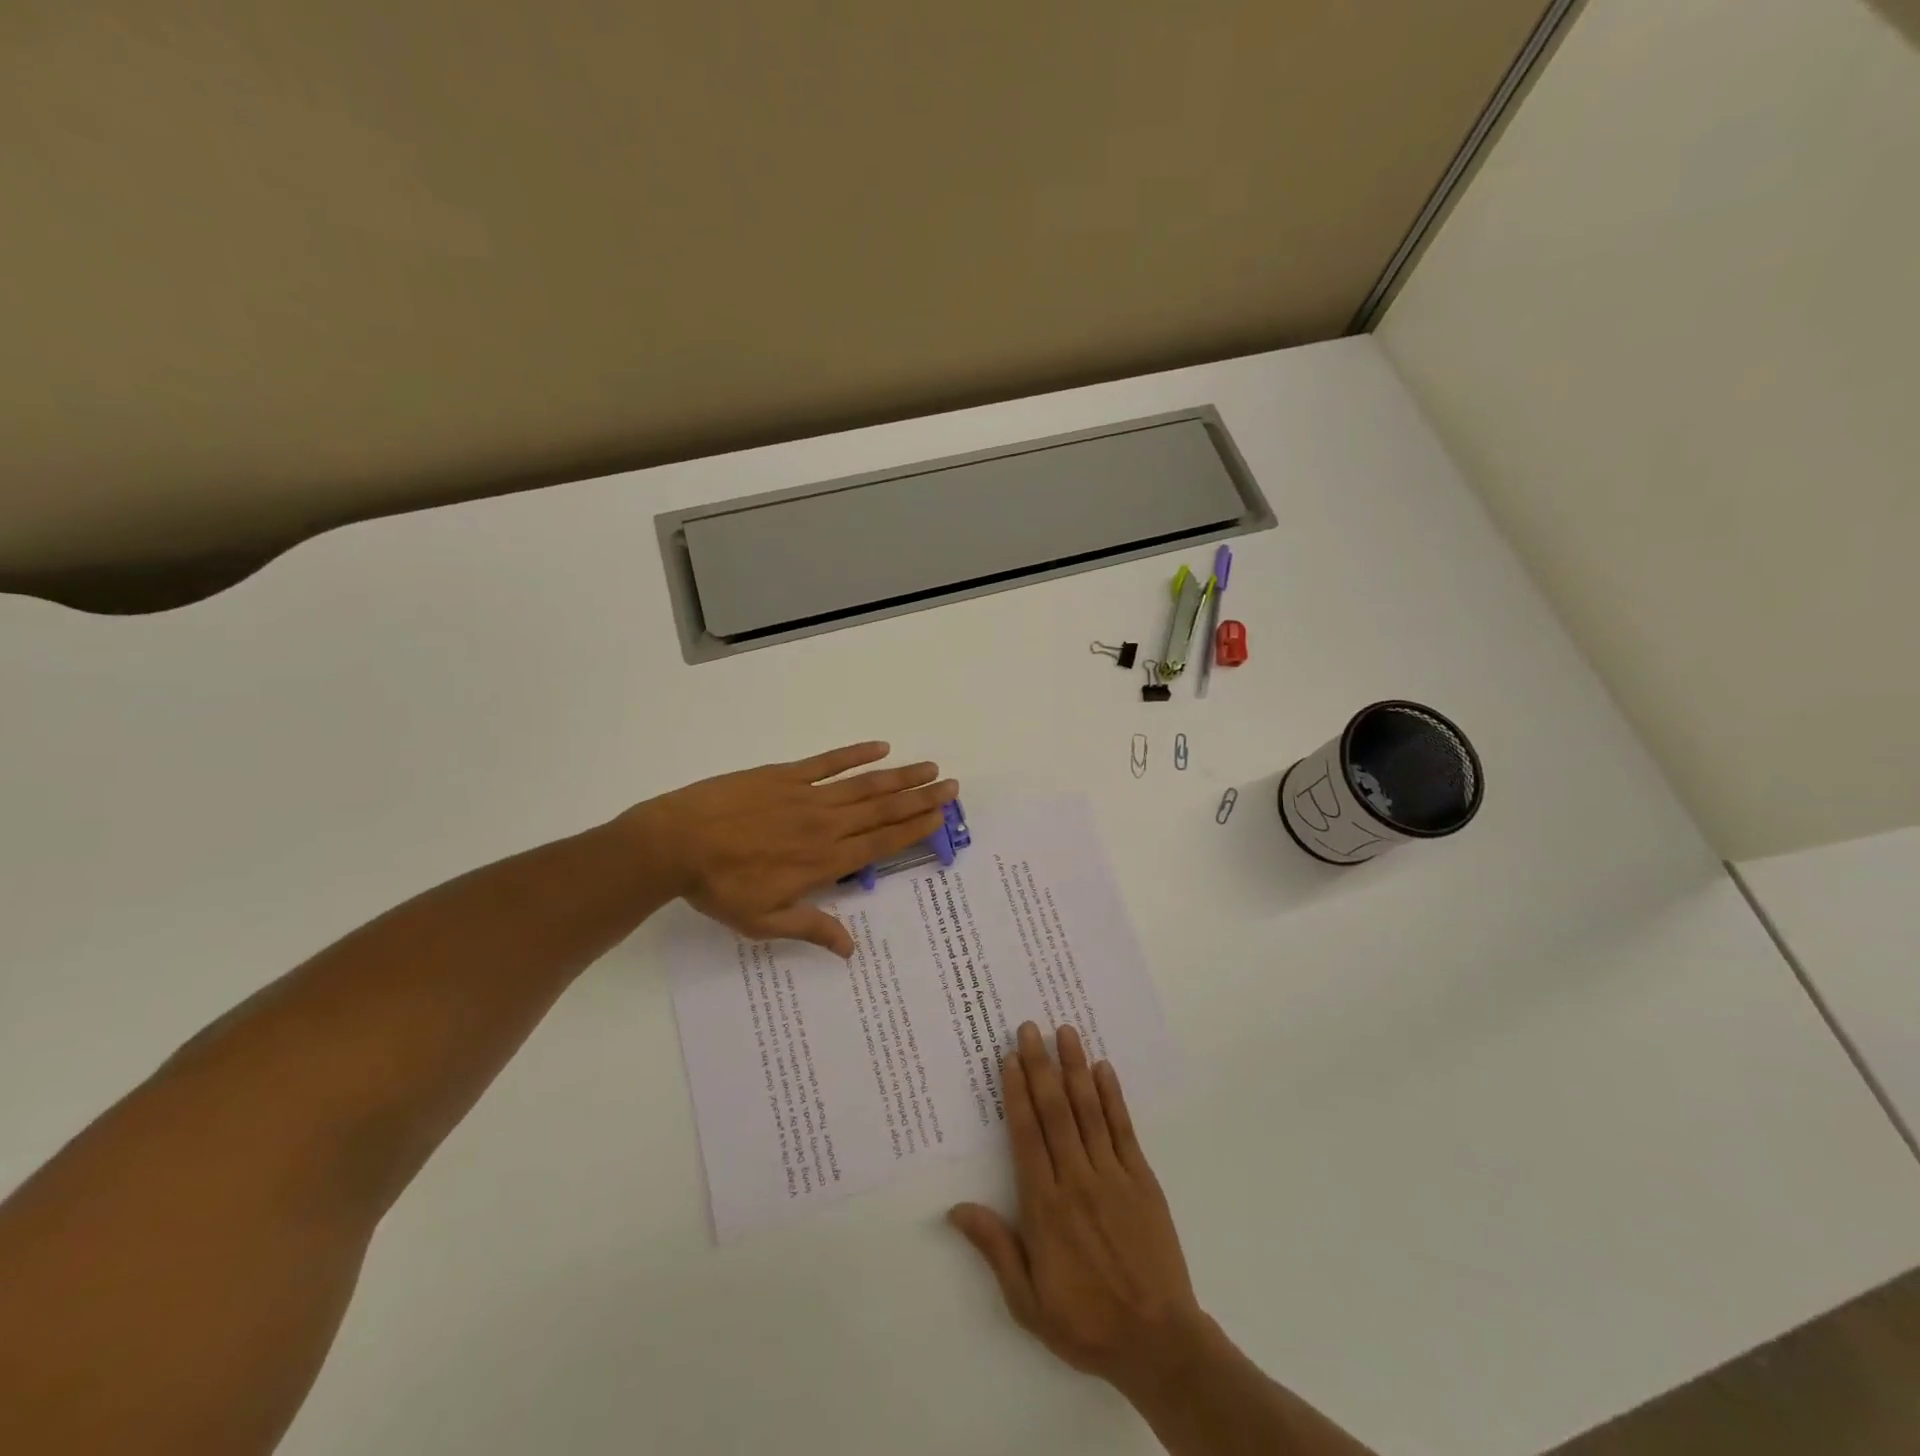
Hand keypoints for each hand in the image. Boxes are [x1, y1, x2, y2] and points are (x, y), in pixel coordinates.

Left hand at [623, 741, 956, 955]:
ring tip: (929, 767)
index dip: (914, 829)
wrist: (676, 843)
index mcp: (824, 861)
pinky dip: (855, 754)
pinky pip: (827, 762)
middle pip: (883, 810)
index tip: (940, 816)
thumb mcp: (765, 921)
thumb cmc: (721, 888)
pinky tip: (880, 746)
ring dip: (900, 776)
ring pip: (864, 785)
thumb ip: (812, 928)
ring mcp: (806, 796)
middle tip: (951, 785)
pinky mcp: (784, 775)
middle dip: (921, 798)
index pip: (880, 843)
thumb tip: (851, 949)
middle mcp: (825, 825)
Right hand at [949, 1022, 1209, 1398]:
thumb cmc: (1086, 1322)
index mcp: (1045, 1206)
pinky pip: (1123, 1129)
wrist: (1158, 1342)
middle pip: (1054, 1111)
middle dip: (1041, 1065)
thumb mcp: (1028, 1301)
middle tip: (1031, 1027)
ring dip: (1075, 1068)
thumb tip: (957, 1209)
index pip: (1026, 1135)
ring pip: (1088, 1110)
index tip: (1010, 1058)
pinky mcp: (1142, 1179)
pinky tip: (1104, 1069)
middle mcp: (1076, 1180)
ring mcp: (1112, 1176)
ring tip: (1066, 1032)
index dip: (1017, 1092)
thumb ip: (996, 1248)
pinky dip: (1113, 1097)